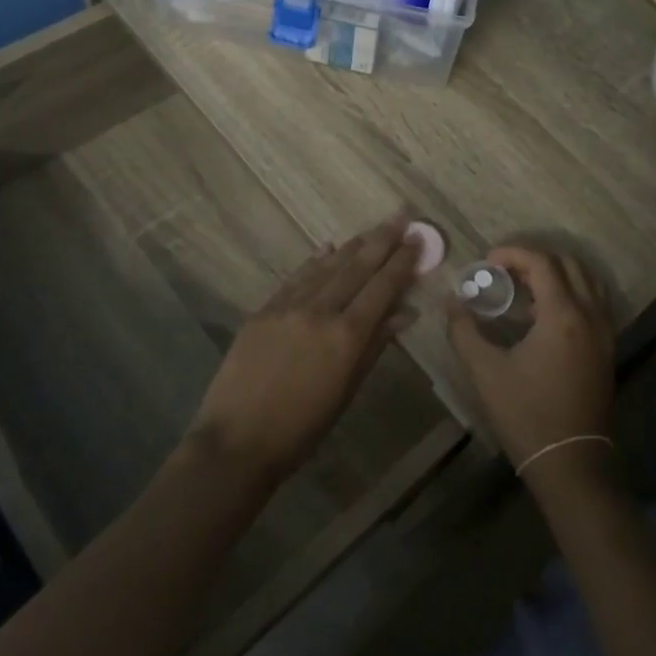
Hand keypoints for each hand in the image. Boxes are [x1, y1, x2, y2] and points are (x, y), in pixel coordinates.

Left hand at [187, 212, 420, 484]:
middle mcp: (319, 311)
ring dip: (352, 246)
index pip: (382, 288)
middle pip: (357, 268)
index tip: (417, 239)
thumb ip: (374, 346)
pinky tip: (327, 249)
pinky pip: (296, 279)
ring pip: (326, 267)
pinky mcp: (263, 311)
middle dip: (382, 239)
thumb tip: (404, 313)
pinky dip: (315, 262)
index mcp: (346, 336)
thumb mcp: (346, 390)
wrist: (237, 441)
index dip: (402, 262)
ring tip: (371, 229)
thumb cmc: (302, 428)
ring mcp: (287, 307)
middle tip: (400, 215)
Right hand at [448, 246, 615, 473]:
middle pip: (569, 264)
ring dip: (557, 274)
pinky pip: (594, 303)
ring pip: (587, 281)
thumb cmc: (525, 414)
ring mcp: (605, 333)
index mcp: (563, 315)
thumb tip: (452, 303)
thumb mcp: (485, 371)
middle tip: (505, 271)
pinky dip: (572, 293)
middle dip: (535, 259)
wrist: (569, 461)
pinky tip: (544, 314)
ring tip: (525, 288)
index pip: (542, 263)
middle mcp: (591, 316)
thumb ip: (464, 331)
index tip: (488, 261)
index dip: (514, 253)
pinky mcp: (607, 349)